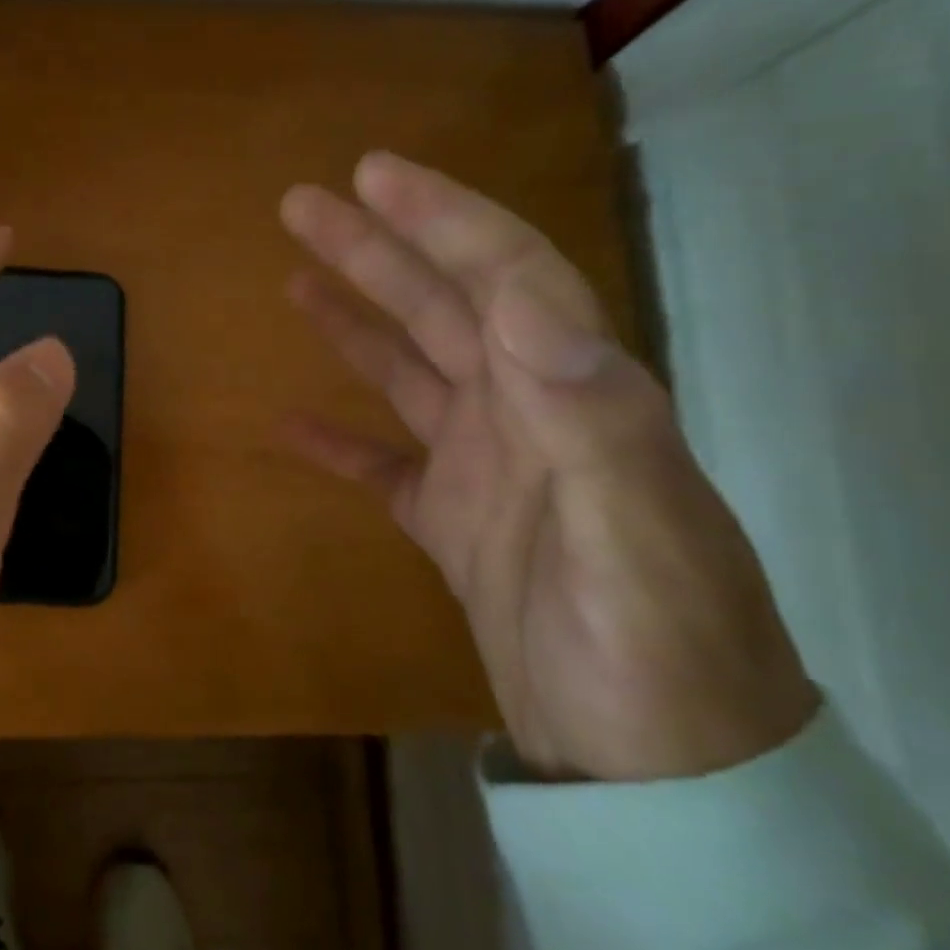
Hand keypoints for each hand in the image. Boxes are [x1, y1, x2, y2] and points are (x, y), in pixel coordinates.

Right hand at [280, 154, 816, 781]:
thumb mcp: (636, 542)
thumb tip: (528, 311)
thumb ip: (592, 423)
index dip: (441, 219)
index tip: (371, 176)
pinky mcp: (452, 522)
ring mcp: (486, 469)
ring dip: (354, 321)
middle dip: (378, 249)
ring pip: (409, 372)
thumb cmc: (656, 658)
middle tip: (305, 204)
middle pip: (444, 308)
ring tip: (295, 279)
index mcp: (573, 398)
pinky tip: (290, 423)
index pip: (506, 278)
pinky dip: (338, 442)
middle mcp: (529, 415)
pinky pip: (383, 466)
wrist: (658, 773)